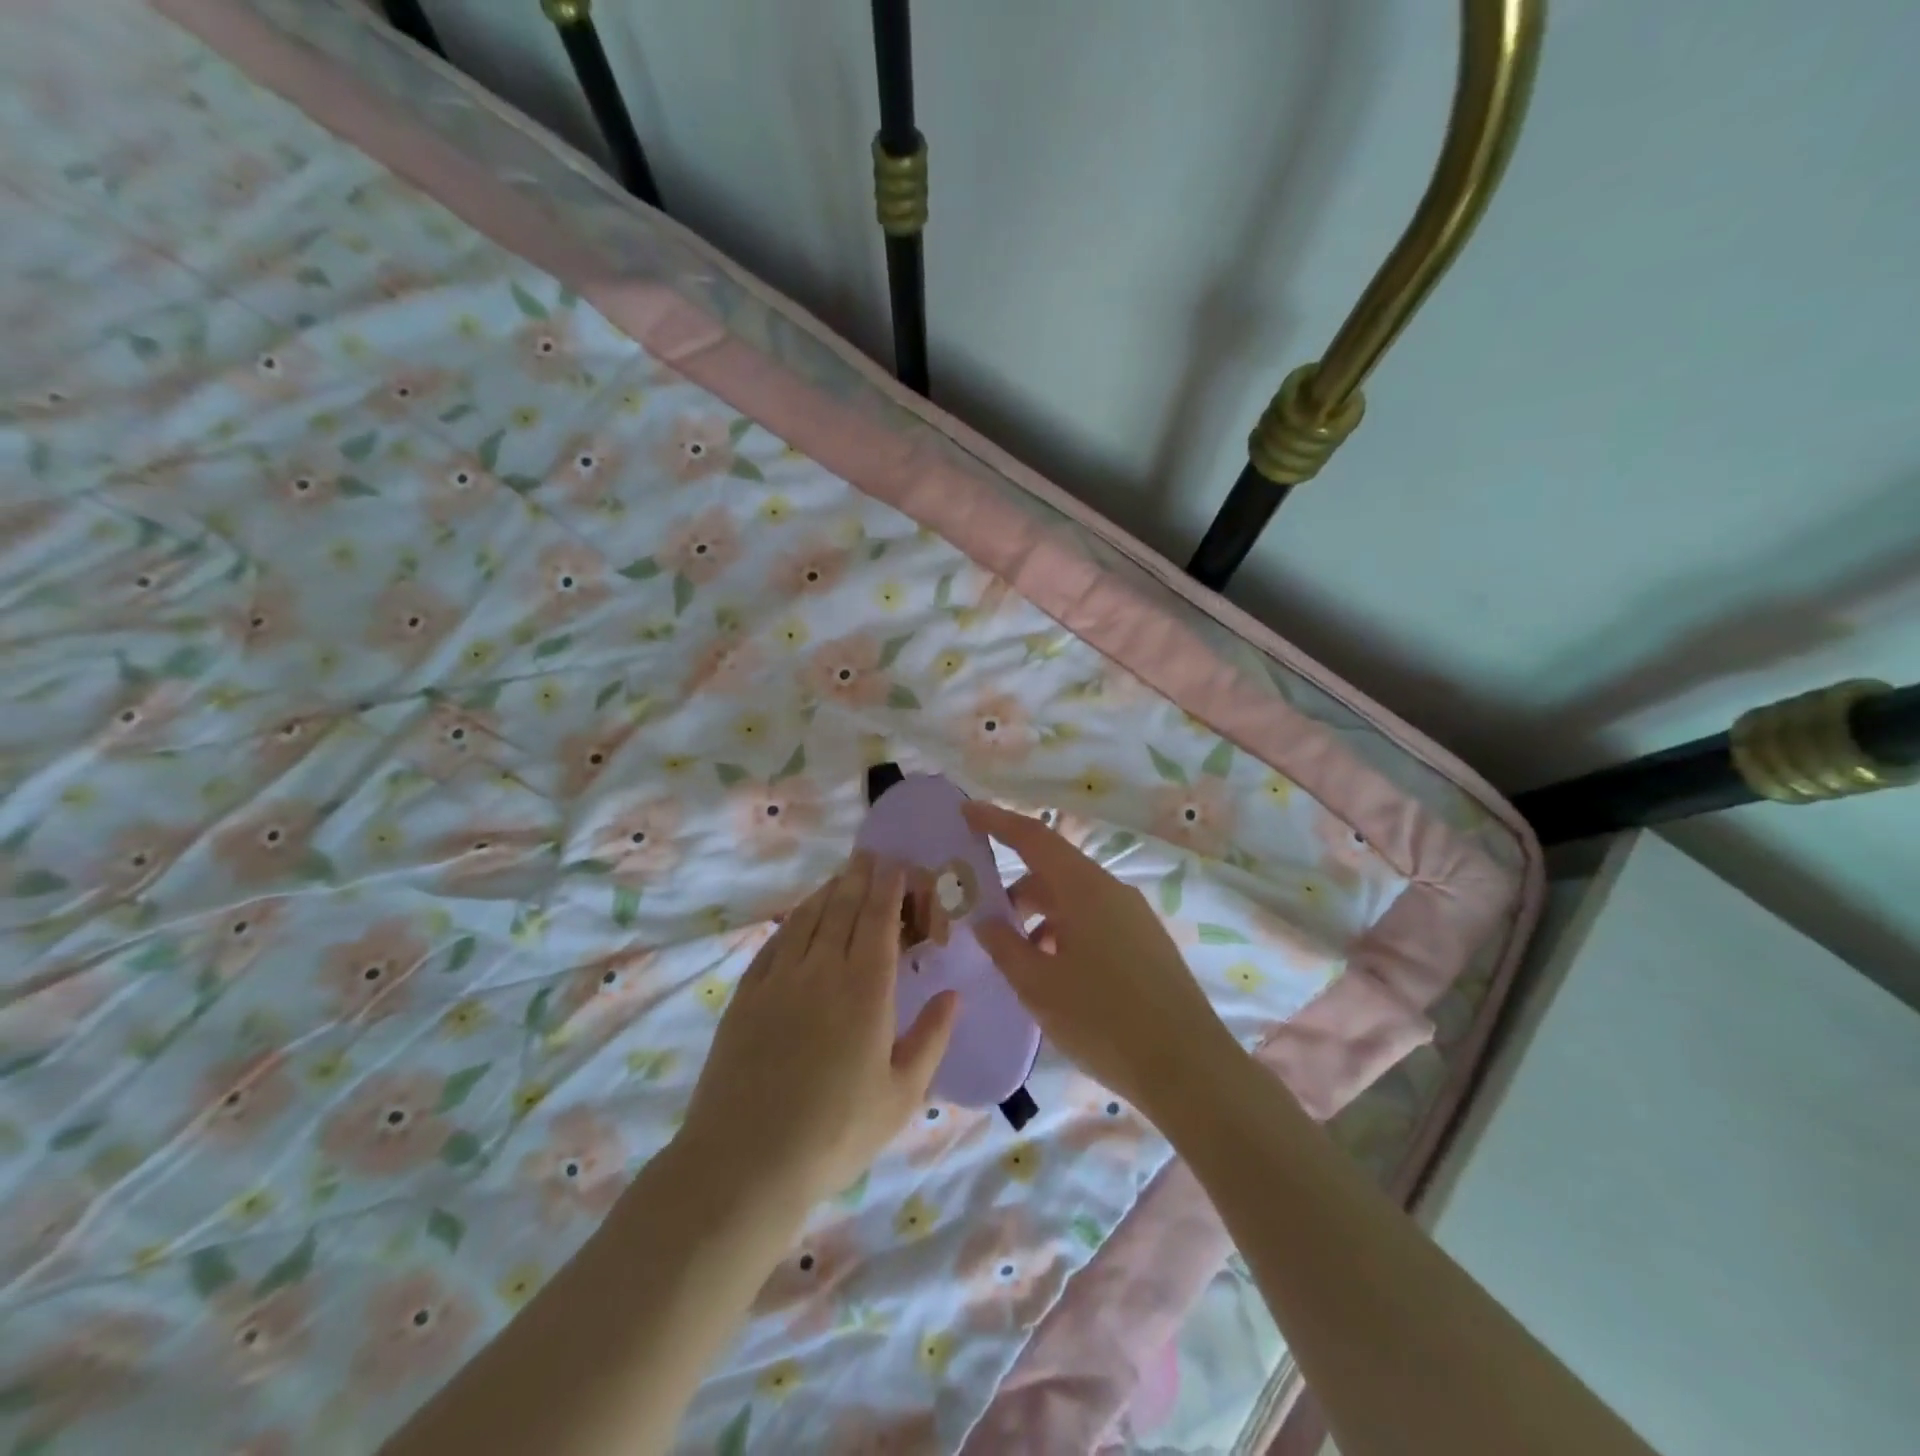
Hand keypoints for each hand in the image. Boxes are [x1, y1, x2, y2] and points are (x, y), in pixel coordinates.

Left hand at [679, 851, 959, 1211]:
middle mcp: (823, 970)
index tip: (898, 864)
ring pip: (808, 918)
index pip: (880, 920)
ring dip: (827, 891)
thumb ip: (931, 1038)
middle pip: (843, 908)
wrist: (746, 1160)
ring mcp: (779, 979)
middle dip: (860, 876)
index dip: (890, 887)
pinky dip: (793, 921)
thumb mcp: (902, 1095)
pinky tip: (799, 917)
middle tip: (870, 855)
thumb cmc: (837, 1133)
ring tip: (841, 875)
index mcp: (867, 990)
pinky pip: (775, 942)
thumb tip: (953, 995)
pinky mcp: (747, 995)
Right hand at [963, 802, 1239, 1120]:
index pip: (1033, 837)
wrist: (1188, 1068)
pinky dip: (1064, 933)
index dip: (996, 821)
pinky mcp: (1146, 943)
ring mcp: (1133, 916)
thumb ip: (1004, 946)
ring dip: (1039, 917)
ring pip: (1073, 901)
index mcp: (1084, 889)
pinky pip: (1094, 922)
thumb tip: (985, 920)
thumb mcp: (1039, 985)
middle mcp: (1111, 891)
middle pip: (1052, 871)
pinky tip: (1054, 975)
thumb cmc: (1103, 1020)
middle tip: (982, 917)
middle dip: (1014, 889)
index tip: (965, 811)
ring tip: (1017, 958)